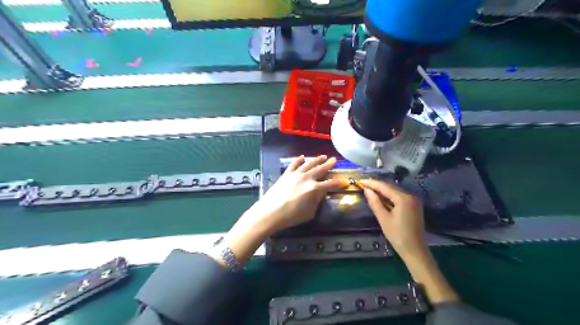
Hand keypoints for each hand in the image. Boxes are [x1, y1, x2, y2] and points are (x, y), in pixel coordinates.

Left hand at [243, 155, 345, 233]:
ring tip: (322, 156)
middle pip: (320, 169)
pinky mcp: (286, 174)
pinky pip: (294, 164)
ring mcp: (296, 175)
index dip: (339, 183)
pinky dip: (299, 160)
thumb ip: (317, 201)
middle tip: (334, 159)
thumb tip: (320, 194)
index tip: (345, 181)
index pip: (331, 184)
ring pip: (308, 164)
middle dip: (328, 164)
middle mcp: (307, 178)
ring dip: (316, 159)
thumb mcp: (310, 213)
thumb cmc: (291, 216)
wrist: (270, 212)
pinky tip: (302, 157)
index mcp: (314, 189)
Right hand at [362, 178, 458, 303]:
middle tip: (363, 185)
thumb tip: (367, 190)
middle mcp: (410, 196)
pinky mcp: (413, 206)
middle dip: (377, 185)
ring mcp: (413, 201)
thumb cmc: (398, 236)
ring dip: (382, 190)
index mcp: (403, 199)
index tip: (360, 181)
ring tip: (369, 189)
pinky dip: (389, 196)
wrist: (415, 251)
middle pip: (390, 187)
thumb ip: (375, 203)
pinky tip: (380, 197)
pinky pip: (399, 197)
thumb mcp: (383, 219)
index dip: (372, 183)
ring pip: (395, 191)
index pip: (384, 186)